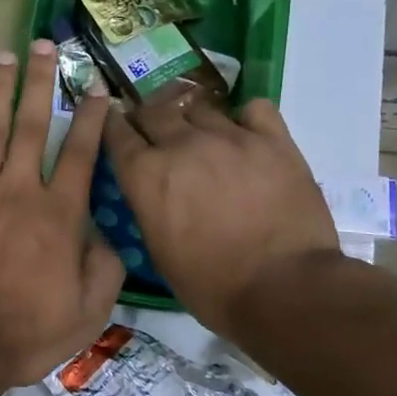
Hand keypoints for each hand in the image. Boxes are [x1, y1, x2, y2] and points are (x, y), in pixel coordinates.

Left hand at [0, 41, 125, 388]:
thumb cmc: (24, 332)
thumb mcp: (86, 314)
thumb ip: (105, 271)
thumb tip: (109, 240)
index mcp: (57, 215)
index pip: (80, 154)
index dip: (91, 118)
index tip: (96, 87)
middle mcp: (17, 191)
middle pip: (32, 125)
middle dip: (40, 82)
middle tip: (42, 44)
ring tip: (0, 60)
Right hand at [104, 87, 338, 328]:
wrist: (283, 289)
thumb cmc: (210, 284)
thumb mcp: (156, 248)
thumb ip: (147, 203)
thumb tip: (149, 186)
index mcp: (145, 173)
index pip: (116, 130)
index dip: (113, 125)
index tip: (116, 125)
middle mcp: (181, 144)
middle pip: (154, 109)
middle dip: (149, 117)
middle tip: (155, 130)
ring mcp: (229, 136)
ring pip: (200, 106)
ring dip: (193, 118)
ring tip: (201, 134)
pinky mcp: (273, 140)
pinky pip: (254, 109)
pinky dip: (245, 117)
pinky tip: (246, 133)